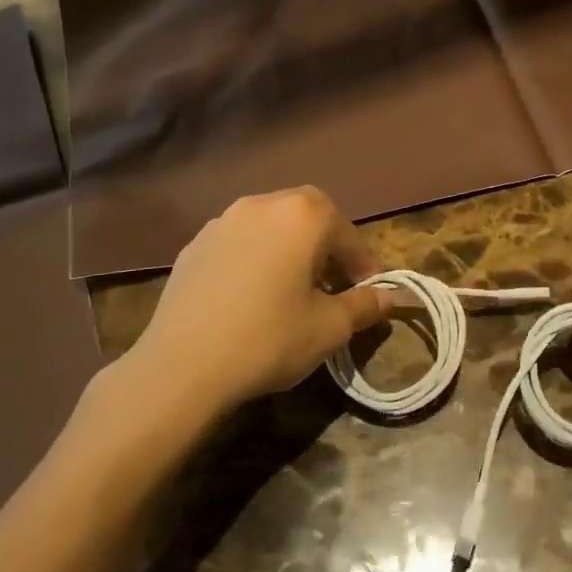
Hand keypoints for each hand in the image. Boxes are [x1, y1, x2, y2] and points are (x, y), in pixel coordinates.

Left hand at [92, 187, 392, 431]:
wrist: (182, 366)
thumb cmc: (270, 339)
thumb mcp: (330, 328)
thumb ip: (364, 305)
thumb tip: (389, 297)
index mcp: (302, 216)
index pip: (346, 232)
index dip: (362, 263)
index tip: (367, 290)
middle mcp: (262, 205)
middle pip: (307, 216)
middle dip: (325, 245)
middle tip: (331, 283)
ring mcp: (222, 222)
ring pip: (270, 226)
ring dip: (288, 248)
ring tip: (291, 288)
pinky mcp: (193, 245)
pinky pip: (238, 243)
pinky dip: (255, 258)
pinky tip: (251, 295)